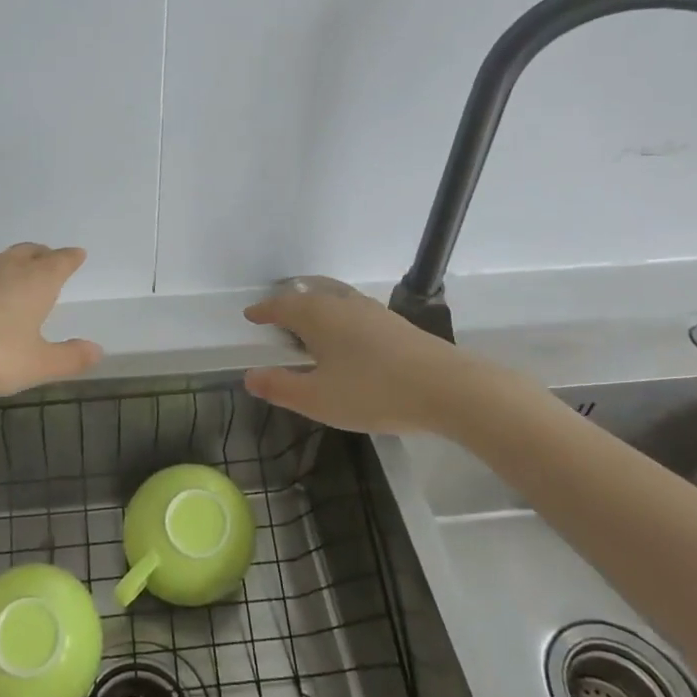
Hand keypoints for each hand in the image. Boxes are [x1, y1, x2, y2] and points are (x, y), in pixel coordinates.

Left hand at [0, 243, 102, 398]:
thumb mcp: (35, 365)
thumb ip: (69, 358)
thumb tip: (98, 350)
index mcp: (36, 282)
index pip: (60, 261)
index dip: (71, 258)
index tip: (78, 254)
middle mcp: (6, 267)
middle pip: (30, 252)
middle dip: (43, 254)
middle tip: (49, 259)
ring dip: (12, 263)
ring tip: (14, 275)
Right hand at [242, 288, 458, 435]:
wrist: (446, 387)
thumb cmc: (372, 391)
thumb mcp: (318, 399)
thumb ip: (281, 387)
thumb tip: (250, 376)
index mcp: (317, 316)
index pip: (282, 306)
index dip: (264, 311)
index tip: (251, 315)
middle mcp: (342, 304)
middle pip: (308, 297)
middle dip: (289, 305)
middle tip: (276, 318)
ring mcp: (372, 311)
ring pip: (334, 301)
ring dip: (316, 309)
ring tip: (309, 326)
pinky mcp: (395, 324)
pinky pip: (354, 311)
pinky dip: (338, 318)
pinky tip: (347, 339)